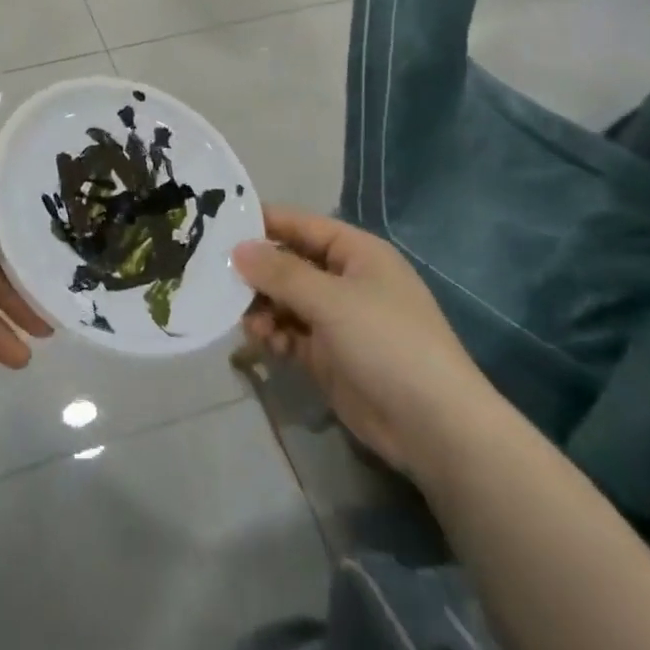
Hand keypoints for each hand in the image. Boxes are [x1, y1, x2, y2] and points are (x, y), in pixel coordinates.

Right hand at [234, 208, 498, 484]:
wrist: (434, 427)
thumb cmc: (387, 343)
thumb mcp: (331, 300)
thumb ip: (280, 273)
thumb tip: (237, 248)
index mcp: (356, 253)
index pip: (301, 225)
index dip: (263, 223)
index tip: (217, 225)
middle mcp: (345, 280)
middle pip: (289, 264)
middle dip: (256, 271)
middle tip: (215, 277)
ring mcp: (337, 320)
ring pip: (285, 301)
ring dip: (262, 306)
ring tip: (243, 319)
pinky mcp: (329, 356)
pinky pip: (290, 333)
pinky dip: (274, 334)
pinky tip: (263, 342)